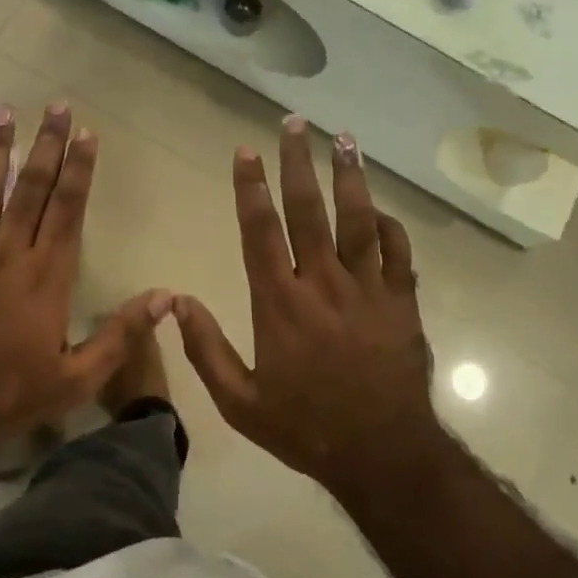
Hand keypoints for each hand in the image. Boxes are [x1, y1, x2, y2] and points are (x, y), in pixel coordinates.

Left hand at [0, 101, 170, 458]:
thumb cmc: (8, 394)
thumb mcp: (77, 379)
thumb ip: (121, 336)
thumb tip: (167, 298)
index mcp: (46, 276)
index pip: (68, 209)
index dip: (79, 169)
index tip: (86, 133)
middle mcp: (8, 253)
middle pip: (30, 189)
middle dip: (46, 144)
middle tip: (55, 105)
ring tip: (5, 112)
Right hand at [175, 117, 439, 495]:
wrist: (382, 454)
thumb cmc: (305, 427)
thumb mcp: (240, 402)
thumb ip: (205, 350)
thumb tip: (175, 301)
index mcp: (280, 304)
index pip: (261, 231)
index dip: (251, 188)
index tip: (246, 151)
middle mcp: (323, 284)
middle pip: (309, 211)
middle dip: (299, 163)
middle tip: (295, 123)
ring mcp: (368, 289)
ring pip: (358, 220)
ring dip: (350, 177)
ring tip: (345, 139)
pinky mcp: (402, 302)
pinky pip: (399, 252)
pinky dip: (390, 226)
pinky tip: (381, 207)